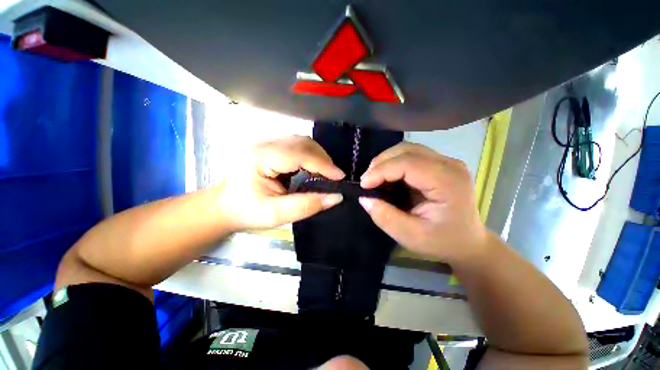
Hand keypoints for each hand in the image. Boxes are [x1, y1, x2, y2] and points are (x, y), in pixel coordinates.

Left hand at [219, 136, 344, 231]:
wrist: (225, 205)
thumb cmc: (247, 212)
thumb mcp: (276, 215)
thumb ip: (307, 206)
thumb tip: (336, 197)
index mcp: (259, 158)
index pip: (298, 153)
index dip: (322, 164)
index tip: (340, 176)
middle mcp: (262, 144)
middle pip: (302, 142)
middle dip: (323, 158)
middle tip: (334, 176)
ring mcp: (266, 142)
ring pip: (301, 141)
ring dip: (318, 156)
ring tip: (326, 173)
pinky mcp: (270, 146)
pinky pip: (296, 145)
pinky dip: (310, 156)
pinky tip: (313, 168)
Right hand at [359, 142, 487, 263]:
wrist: (467, 242)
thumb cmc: (442, 242)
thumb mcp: (411, 237)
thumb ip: (385, 217)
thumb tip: (364, 198)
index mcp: (448, 181)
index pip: (408, 163)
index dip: (381, 171)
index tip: (364, 185)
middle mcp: (449, 164)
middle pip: (407, 150)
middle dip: (381, 163)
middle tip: (367, 181)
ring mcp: (445, 162)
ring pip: (407, 149)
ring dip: (386, 161)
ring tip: (374, 178)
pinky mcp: (438, 164)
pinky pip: (410, 155)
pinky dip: (393, 163)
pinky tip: (386, 177)